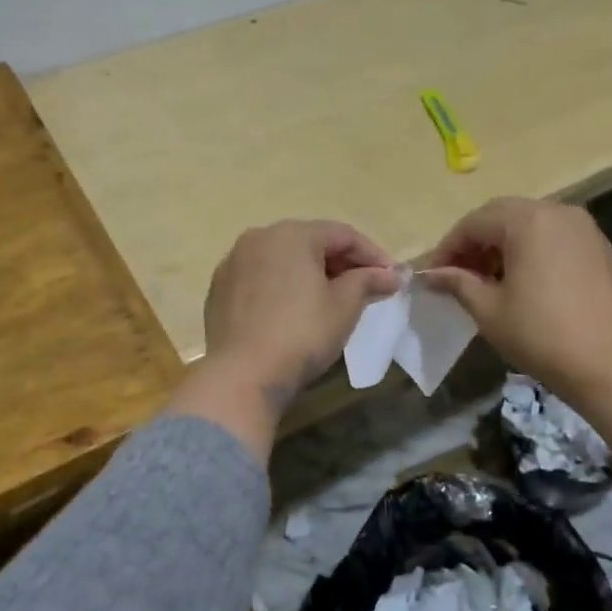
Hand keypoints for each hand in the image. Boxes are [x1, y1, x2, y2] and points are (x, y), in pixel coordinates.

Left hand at [181, 221, 398, 451]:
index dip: (372, 254)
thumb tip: (391, 275)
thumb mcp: (344, 306)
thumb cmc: (301, 334)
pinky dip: (283, 286)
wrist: (242, 375)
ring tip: (333, 299)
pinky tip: (295, 310)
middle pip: (310, 242)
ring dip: (312, 273)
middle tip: (367, 287)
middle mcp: (258, 238)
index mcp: (291, 234)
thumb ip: (368, 281)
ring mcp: (234, 263)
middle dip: (341, 262)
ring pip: (283, 259)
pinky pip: (261, 278)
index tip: (392, 277)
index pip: (342, 234)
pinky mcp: (219, 289)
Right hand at [422, 198, 611, 402]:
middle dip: (475, 242)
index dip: (448, 247)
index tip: (433, 275)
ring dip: (502, 244)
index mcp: (527, 221)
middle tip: (456, 274)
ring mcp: (583, 228)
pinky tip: (521, 280)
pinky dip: (530, 249)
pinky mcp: (599, 247)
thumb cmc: (541, 335)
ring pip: (529, 223)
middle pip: (502, 215)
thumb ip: (458, 283)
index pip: (474, 223)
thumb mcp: (489, 309)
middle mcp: (557, 211)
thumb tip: (431, 274)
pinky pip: (553, 236)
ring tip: (486, 279)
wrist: (609, 366)